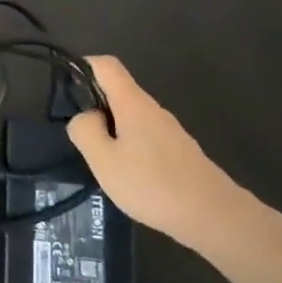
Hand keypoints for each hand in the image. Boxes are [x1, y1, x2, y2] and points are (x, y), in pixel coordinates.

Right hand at [65, 55, 251, 250]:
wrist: (215, 217)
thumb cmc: (153, 185)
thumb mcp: (104, 160)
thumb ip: (85, 131)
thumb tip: (84, 116)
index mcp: (133, 103)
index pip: (106, 65)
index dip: (84, 67)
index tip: (66, 90)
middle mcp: (153, 109)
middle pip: (118, 91)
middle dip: (94, 106)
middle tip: (80, 137)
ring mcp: (169, 130)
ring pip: (131, 116)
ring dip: (111, 130)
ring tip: (101, 161)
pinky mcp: (179, 151)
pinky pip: (144, 136)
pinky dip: (129, 145)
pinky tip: (128, 175)